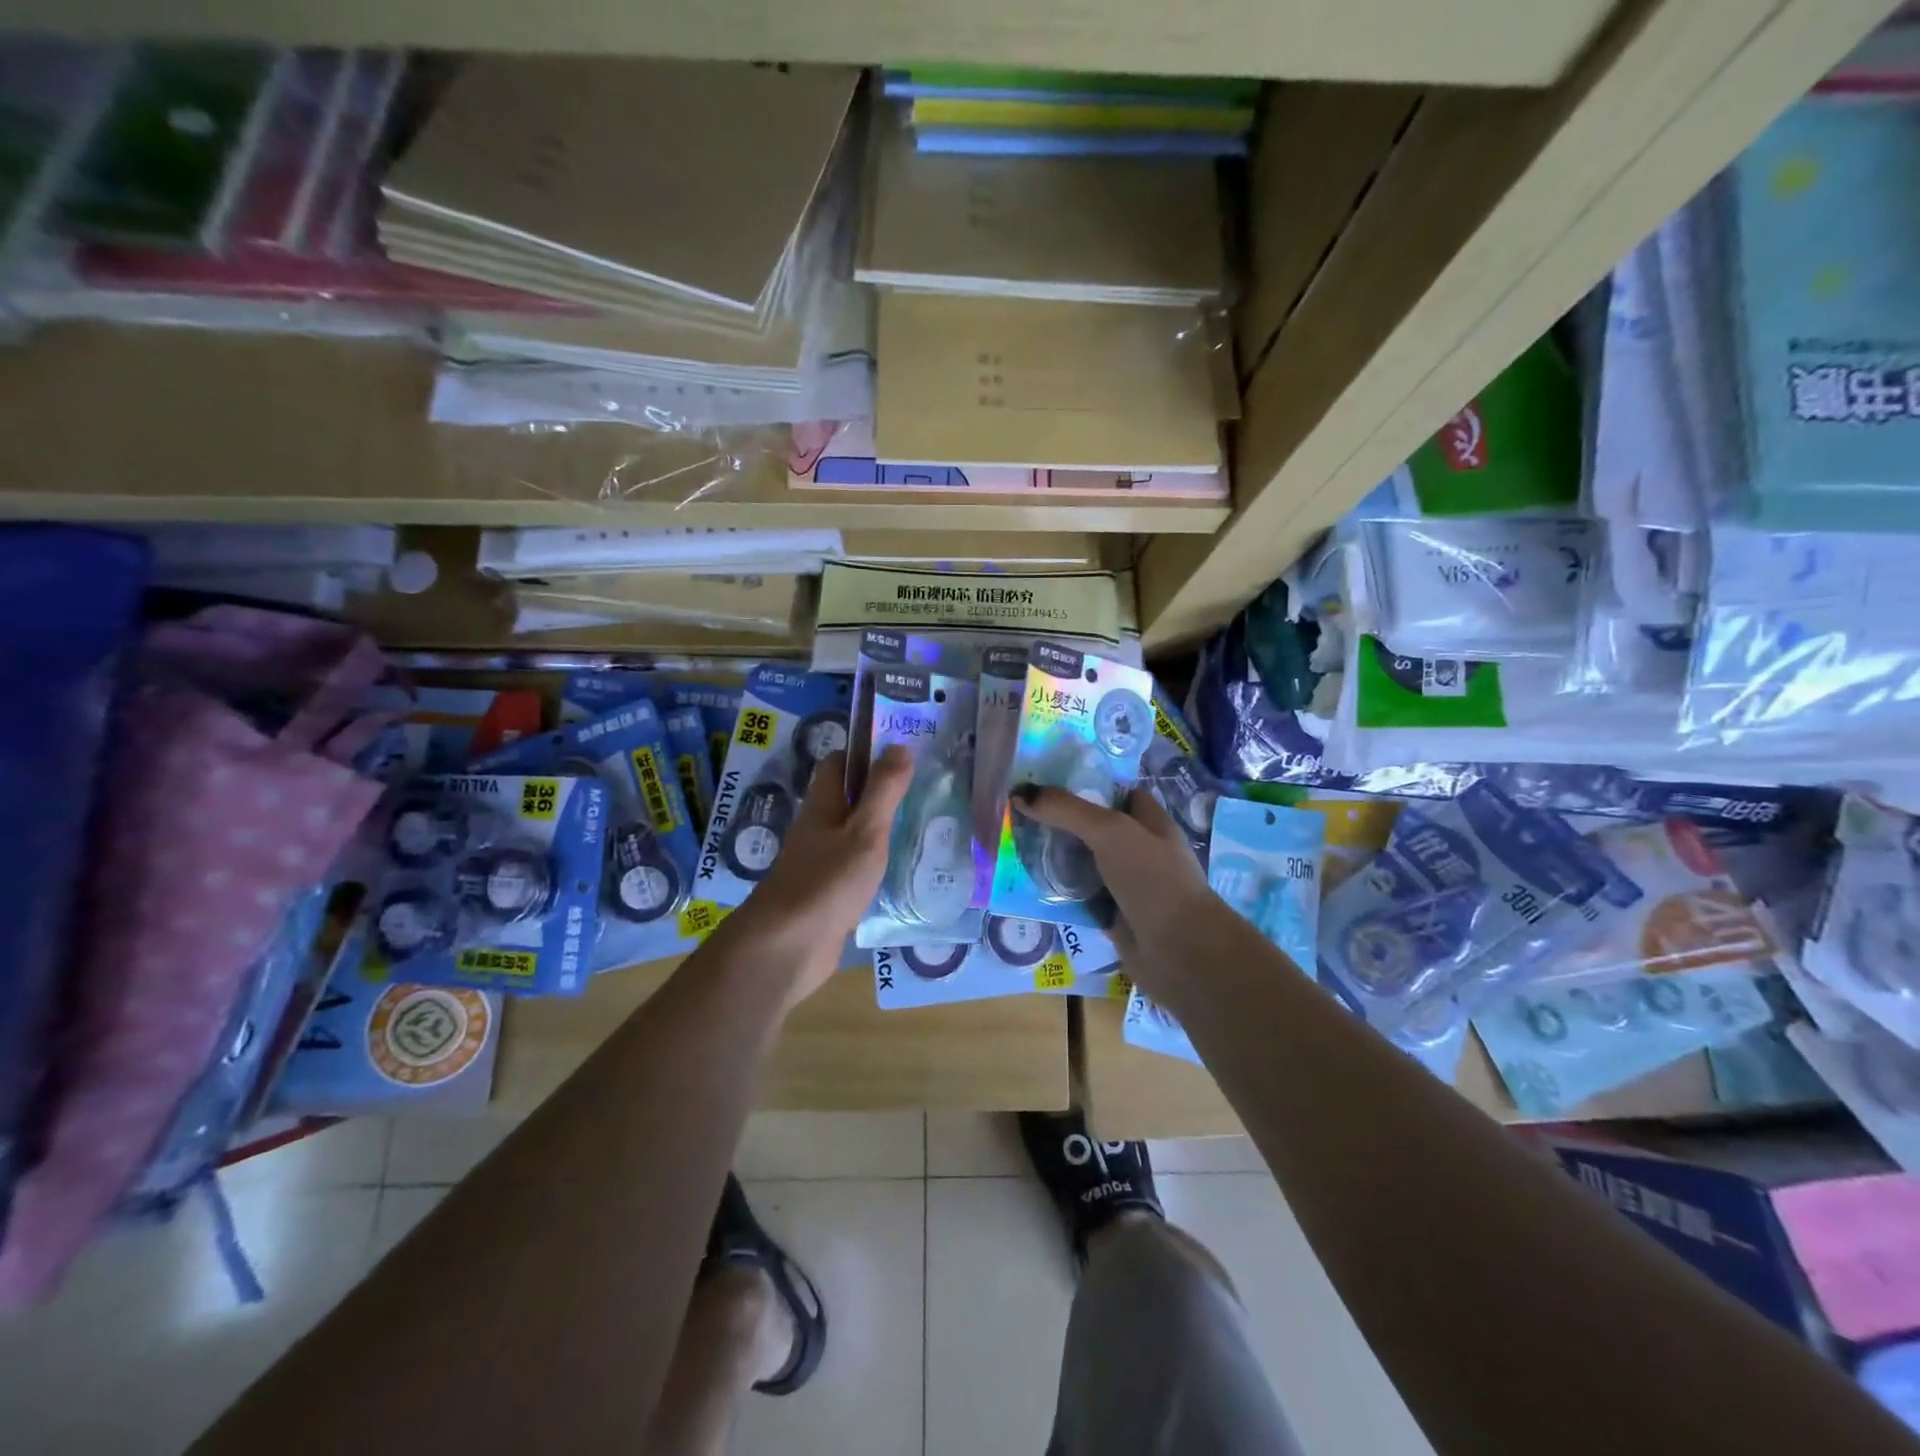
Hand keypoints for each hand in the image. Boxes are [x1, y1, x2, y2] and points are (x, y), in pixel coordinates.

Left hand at [720, 744, 914, 1005]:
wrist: (788, 947)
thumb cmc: (827, 881)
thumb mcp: (865, 831)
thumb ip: (884, 791)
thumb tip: (900, 745)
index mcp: (823, 805)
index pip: (838, 763)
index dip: (866, 753)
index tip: (904, 752)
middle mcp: (818, 828)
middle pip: (848, 798)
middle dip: (882, 791)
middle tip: (926, 789)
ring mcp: (821, 862)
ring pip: (854, 833)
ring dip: (883, 828)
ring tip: (925, 826)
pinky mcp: (828, 893)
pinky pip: (856, 867)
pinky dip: (878, 863)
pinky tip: (905, 870)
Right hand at [1010, 783, 1218, 993]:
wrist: (1178, 950)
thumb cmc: (1152, 879)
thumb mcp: (1110, 831)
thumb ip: (1067, 810)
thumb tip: (1019, 793)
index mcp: (1150, 822)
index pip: (1117, 794)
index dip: (1085, 786)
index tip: (1045, 783)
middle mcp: (1140, 849)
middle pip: (1094, 829)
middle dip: (1061, 823)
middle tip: (1019, 815)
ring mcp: (1126, 884)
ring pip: (1084, 863)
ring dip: (1055, 859)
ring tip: (1015, 845)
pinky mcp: (1112, 914)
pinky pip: (1079, 896)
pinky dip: (1058, 893)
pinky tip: (1028, 885)